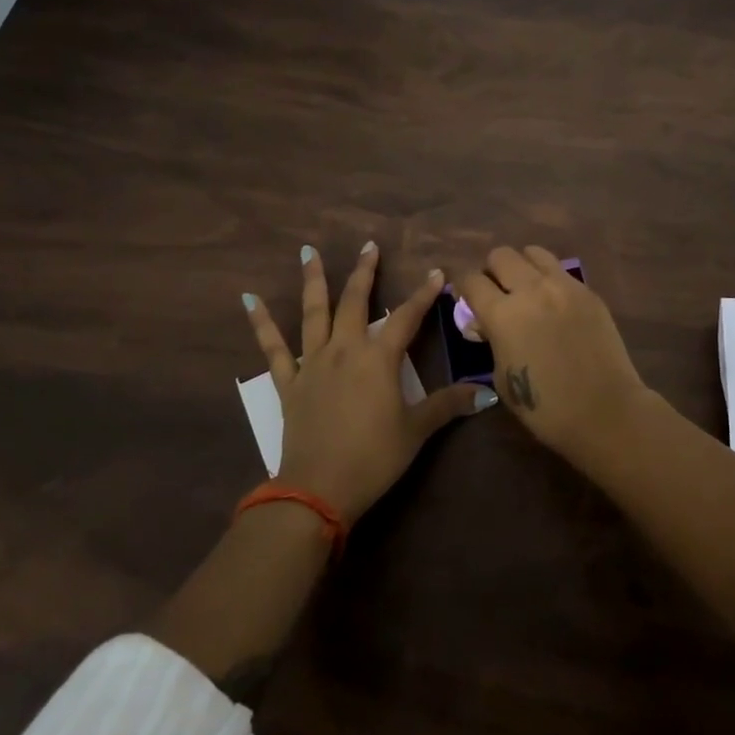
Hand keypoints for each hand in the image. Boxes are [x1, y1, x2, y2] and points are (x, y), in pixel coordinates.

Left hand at [243, 243, 489, 523]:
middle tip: (369, 246)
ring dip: (313, 280)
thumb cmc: (374, 457)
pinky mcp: (289, 382)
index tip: (436, 272)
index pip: (406, 317)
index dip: (423, 294)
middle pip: (356, 302)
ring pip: (313, 312)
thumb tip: (485, 393)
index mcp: (378, 359)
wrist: (319, 489)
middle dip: (365, 272)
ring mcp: (313, 363)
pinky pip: (272, 347)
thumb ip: (448, 406)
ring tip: (308, 251)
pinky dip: (261, 322)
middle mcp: (345, 350)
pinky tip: (249, 299)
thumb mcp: (416, 431)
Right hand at [452, 246, 648, 460]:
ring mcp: (564, 286)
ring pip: (533, 253)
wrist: (605, 411)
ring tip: (526, 290)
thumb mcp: (502, 377)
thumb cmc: (546, 407)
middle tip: (497, 293)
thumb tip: (484, 323)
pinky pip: (561, 271)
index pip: (471, 279)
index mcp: (503, 314)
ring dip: (522, 267)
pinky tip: (554, 304)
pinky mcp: (588, 292)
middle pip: (500, 255)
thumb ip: (491, 340)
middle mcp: (531, 289)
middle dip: (492, 271)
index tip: (463, 294)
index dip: (461, 285)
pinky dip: (549, 279)